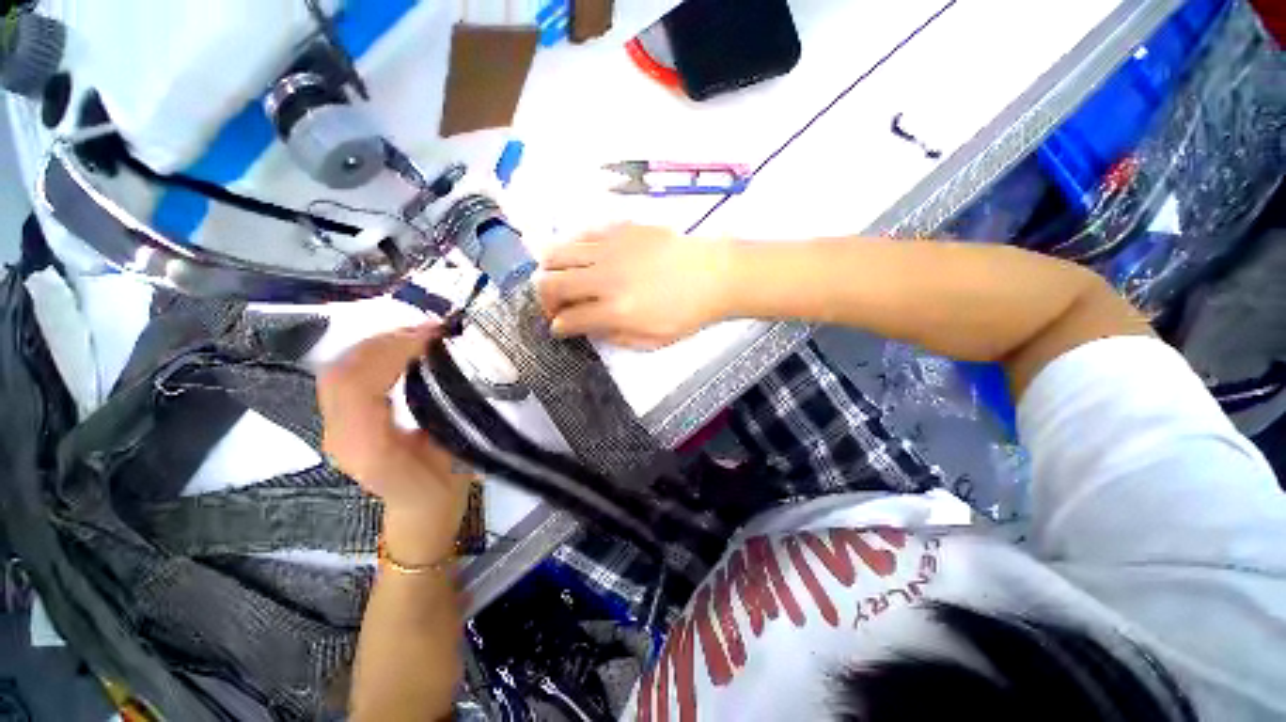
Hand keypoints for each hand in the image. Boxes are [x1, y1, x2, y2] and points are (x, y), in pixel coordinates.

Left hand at [317, 324, 471, 561]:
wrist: (419, 514)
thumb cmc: (445, 488)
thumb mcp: (457, 455)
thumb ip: (447, 414)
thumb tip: (452, 366)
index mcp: (369, 450)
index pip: (359, 385)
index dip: (393, 351)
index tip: (435, 334)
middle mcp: (339, 436)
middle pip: (341, 371)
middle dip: (386, 340)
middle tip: (431, 329)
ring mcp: (334, 428)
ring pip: (339, 370)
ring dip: (378, 343)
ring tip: (419, 334)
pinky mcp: (340, 421)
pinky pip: (346, 376)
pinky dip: (372, 354)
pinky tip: (401, 348)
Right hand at [536, 224, 733, 348]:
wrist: (714, 275)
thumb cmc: (687, 313)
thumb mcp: (652, 341)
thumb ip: (615, 337)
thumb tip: (589, 328)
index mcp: (615, 311)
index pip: (568, 319)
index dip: (558, 327)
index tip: (560, 328)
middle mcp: (604, 277)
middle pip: (550, 284)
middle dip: (544, 299)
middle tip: (557, 306)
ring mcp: (610, 249)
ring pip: (557, 253)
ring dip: (551, 271)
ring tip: (562, 280)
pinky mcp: (619, 228)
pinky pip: (581, 234)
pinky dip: (573, 248)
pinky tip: (584, 258)